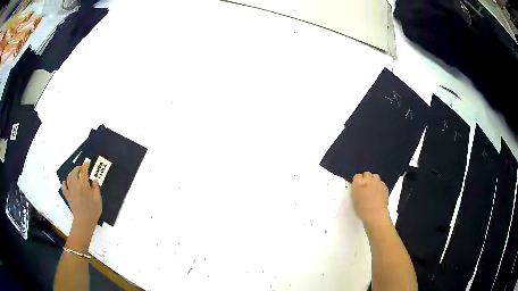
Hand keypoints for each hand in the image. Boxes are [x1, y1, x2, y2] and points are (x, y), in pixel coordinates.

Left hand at [62, 163, 101, 231]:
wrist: (84, 222)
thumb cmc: (93, 211)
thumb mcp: (98, 199)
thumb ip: (96, 188)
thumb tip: (94, 180)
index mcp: (84, 185)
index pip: (83, 171)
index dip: (85, 166)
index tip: (87, 163)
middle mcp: (76, 185)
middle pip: (74, 172)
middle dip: (78, 168)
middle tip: (82, 168)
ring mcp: (70, 190)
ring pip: (69, 178)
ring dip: (72, 173)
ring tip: (75, 173)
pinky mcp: (68, 196)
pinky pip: (64, 187)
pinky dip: (64, 183)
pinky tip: (66, 182)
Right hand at [351, 172, 388, 225]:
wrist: (375, 214)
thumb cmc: (362, 210)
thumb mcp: (354, 200)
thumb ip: (356, 191)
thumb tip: (357, 188)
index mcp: (358, 184)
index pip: (357, 176)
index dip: (357, 180)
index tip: (357, 185)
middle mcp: (368, 180)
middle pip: (366, 174)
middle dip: (366, 178)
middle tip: (365, 186)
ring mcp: (377, 182)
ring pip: (375, 176)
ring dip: (373, 180)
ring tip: (372, 188)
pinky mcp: (384, 186)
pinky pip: (381, 182)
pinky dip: (379, 185)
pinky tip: (378, 192)